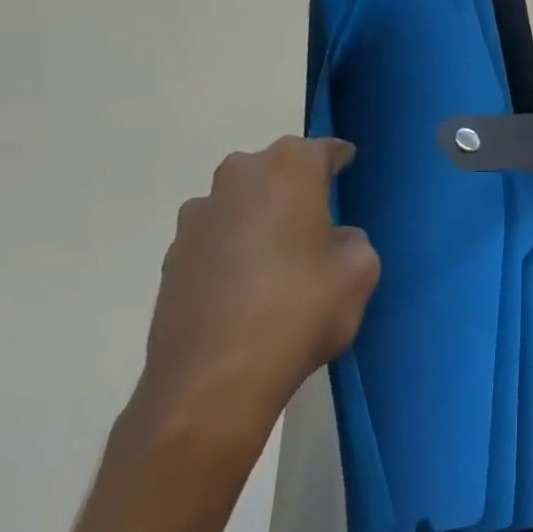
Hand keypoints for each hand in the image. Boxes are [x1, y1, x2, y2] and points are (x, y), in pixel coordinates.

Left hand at [133, 137, 378, 457]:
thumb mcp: (360, 271)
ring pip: (242, 202)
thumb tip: (331, 241)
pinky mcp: (173, 256)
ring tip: (278, 258)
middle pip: (277, 170)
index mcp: (289, 168)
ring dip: (260, 217)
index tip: (348, 166)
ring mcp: (198, 216)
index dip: (339, 159)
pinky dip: (232, 251)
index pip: (324, 149)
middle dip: (296, 186)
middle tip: (316, 219)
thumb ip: (352, 241)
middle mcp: (239, 176)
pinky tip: (246, 288)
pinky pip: (216, 238)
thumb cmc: (299, 310)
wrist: (212, 381)